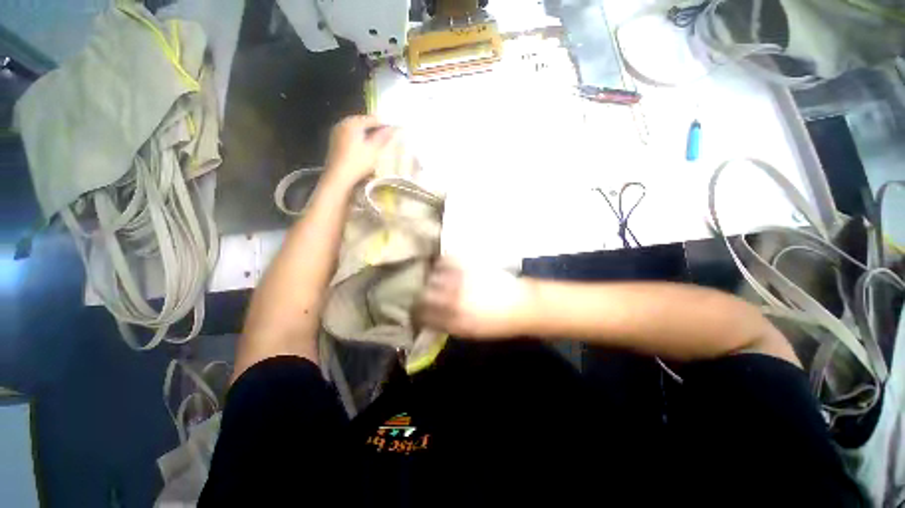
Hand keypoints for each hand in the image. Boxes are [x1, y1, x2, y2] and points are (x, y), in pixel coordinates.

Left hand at [322, 115, 398, 190]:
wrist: (338, 178)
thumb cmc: (357, 163)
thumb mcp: (373, 150)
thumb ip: (382, 137)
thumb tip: (392, 128)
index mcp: (352, 123)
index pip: (371, 119)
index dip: (384, 123)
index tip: (394, 128)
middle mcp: (342, 124)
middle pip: (362, 122)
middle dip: (375, 128)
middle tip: (387, 134)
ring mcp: (337, 133)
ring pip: (356, 130)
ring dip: (367, 134)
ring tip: (378, 142)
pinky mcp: (335, 143)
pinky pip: (351, 136)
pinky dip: (360, 139)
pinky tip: (366, 148)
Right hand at [416, 258, 533, 338]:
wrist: (521, 305)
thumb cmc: (496, 324)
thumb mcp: (469, 333)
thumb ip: (446, 324)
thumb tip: (429, 317)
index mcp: (452, 320)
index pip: (422, 314)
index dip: (416, 312)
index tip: (417, 310)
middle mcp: (453, 299)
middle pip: (424, 293)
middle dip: (421, 294)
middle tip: (425, 293)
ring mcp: (461, 280)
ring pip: (432, 275)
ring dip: (430, 278)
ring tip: (434, 279)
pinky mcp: (469, 265)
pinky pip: (446, 260)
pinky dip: (441, 264)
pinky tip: (443, 266)